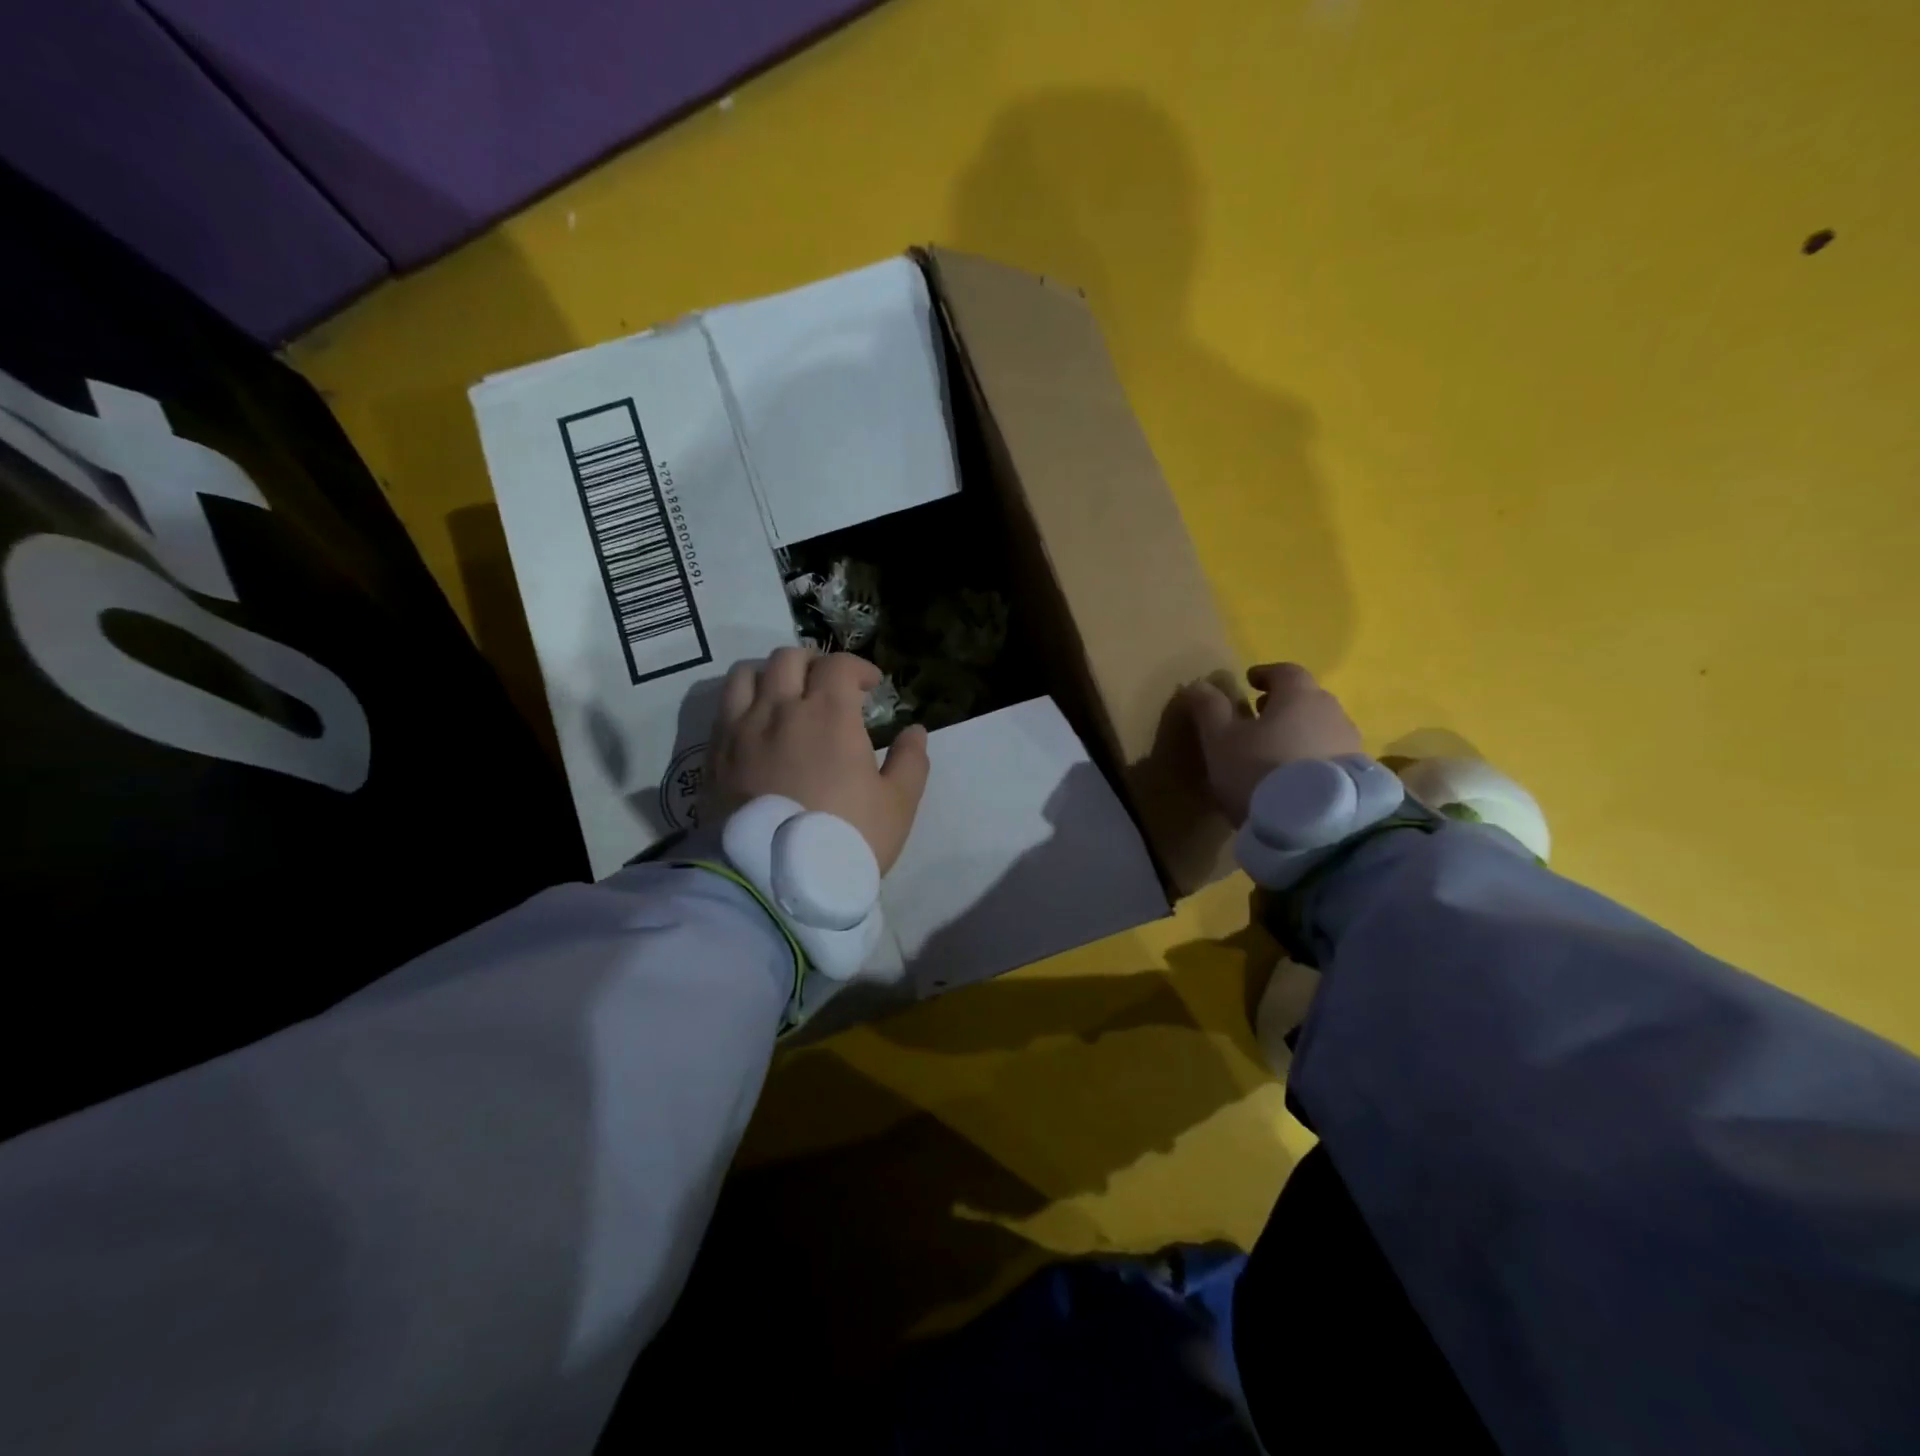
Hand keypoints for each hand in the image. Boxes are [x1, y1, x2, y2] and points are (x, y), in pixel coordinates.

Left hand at [709, 647, 930, 872]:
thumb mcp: (896, 805)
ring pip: (748, 673)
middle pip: (790, 658)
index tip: (872, 687)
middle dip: (815, 663)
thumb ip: (910, 761)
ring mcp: (741, 729)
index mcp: (829, 714)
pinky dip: (743, 700)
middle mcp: (781, 709)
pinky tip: (757, 723)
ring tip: (786, 696)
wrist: (773, 881)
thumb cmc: (844, 839)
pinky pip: (723, 705)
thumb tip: (915, 731)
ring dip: (772, 674)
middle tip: (829, 687)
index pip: (839, 665)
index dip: (859, 668)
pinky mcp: (715, 753)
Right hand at [1182, 663, 1361, 825]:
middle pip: (1307, 698)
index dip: (1266, 674)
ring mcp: (1351, 744)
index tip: (1250, 682)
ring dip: (1300, 731)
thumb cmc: (1259, 770)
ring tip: (1278, 751)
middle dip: (1284, 703)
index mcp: (1299, 695)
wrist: (1313, 826)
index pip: (1285, 671)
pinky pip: (1332, 755)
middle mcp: (1332, 712)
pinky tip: (1297, 777)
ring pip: (1322, 727)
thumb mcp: (1220, 740)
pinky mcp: (1358, 776)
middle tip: (1260, 716)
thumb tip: (1198, 684)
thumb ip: (1209, 709)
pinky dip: (1313, 756)